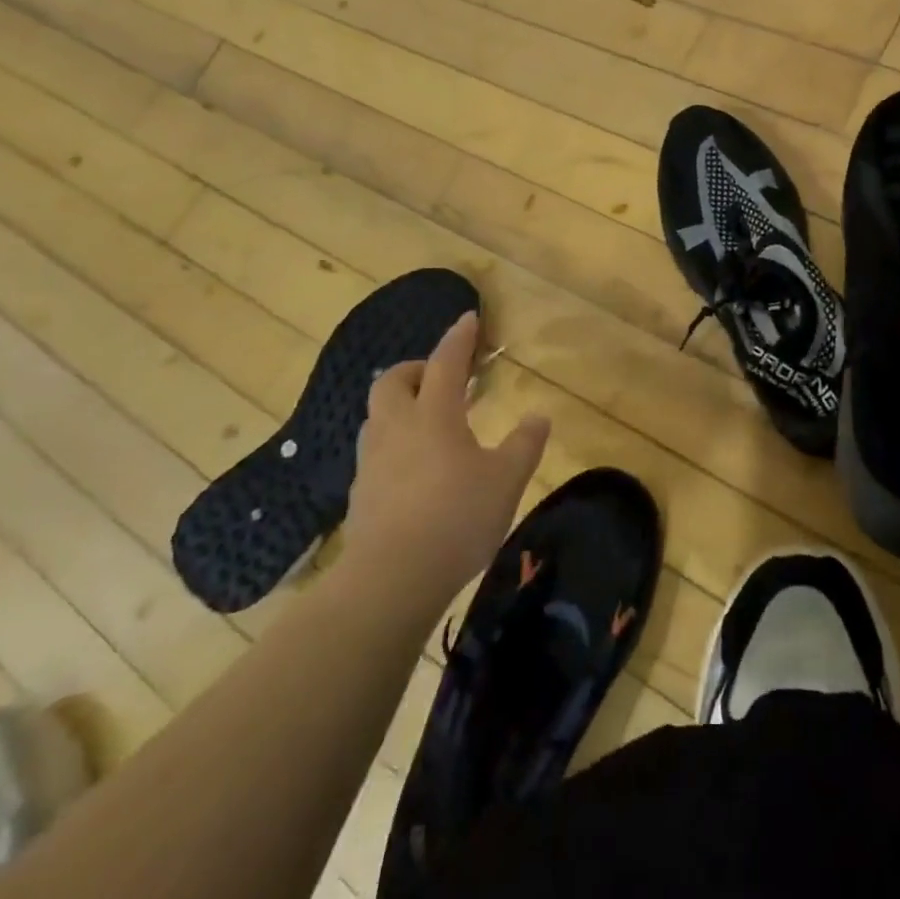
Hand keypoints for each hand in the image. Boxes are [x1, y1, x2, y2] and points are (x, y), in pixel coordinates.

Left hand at [342, 312, 548, 601]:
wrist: (390, 579)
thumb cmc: (456, 518)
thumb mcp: (506, 480)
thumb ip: (524, 444)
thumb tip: (539, 416)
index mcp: (434, 415)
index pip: (446, 363)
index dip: (459, 338)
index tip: (468, 319)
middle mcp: (397, 428)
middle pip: (393, 380)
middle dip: (416, 369)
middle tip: (442, 380)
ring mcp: (372, 460)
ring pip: (378, 415)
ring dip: (400, 405)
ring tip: (428, 421)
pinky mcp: (360, 492)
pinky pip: (375, 450)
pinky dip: (394, 442)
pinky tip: (413, 467)